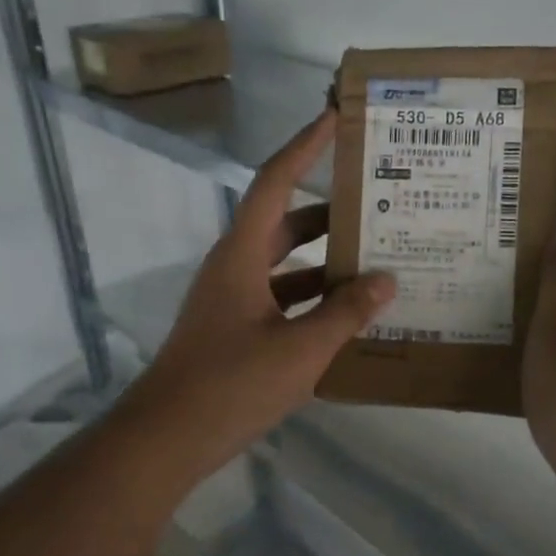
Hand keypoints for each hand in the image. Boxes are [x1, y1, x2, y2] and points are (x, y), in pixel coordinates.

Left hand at [120, 109, 394, 478]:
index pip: (275, 182)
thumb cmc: (231, 385)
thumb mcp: (299, 350)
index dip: (305, 147)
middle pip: (284, 224)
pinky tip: (347, 319)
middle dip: (328, 212)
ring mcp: (232, 302)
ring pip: (285, 267)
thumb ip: (345, 314)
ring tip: (374, 261)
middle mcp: (234, 269)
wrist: (169, 437)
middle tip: (375, 203)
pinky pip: (282, 302)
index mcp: (242, 255)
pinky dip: (313, 303)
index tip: (334, 117)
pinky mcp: (235, 333)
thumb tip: (385, 280)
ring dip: (324, 263)